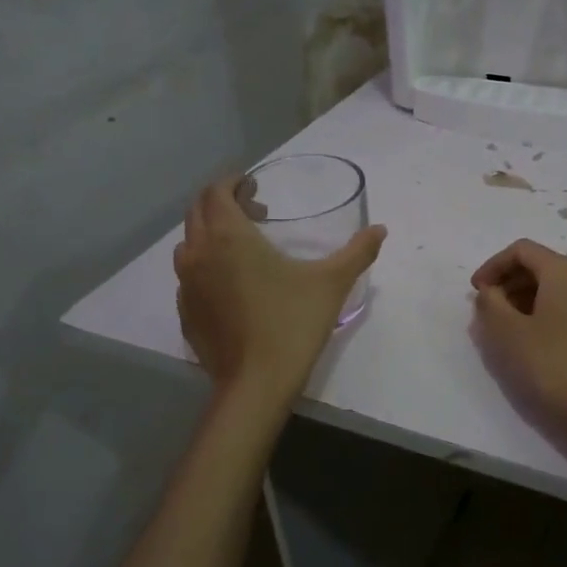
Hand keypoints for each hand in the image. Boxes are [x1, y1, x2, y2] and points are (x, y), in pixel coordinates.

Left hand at [174, 180, 385, 400]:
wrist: (256, 383)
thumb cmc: (293, 323)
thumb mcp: (332, 283)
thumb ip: (358, 251)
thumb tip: (381, 230)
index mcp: (228, 236)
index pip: (216, 191)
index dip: (233, 182)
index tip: (255, 187)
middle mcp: (198, 254)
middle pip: (197, 212)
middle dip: (223, 204)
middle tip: (257, 214)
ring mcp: (186, 286)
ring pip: (189, 244)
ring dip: (211, 235)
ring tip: (244, 249)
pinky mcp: (185, 313)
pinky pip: (189, 277)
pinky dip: (207, 268)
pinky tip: (234, 287)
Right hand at [470, 239, 566, 439]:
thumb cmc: (549, 365)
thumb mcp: (506, 332)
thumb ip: (490, 303)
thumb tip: (491, 291)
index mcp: (564, 271)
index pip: (522, 250)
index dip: (493, 265)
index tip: (475, 292)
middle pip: (541, 266)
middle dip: (509, 283)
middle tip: (487, 311)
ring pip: (556, 290)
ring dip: (525, 301)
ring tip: (505, 329)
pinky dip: (545, 315)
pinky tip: (533, 343)